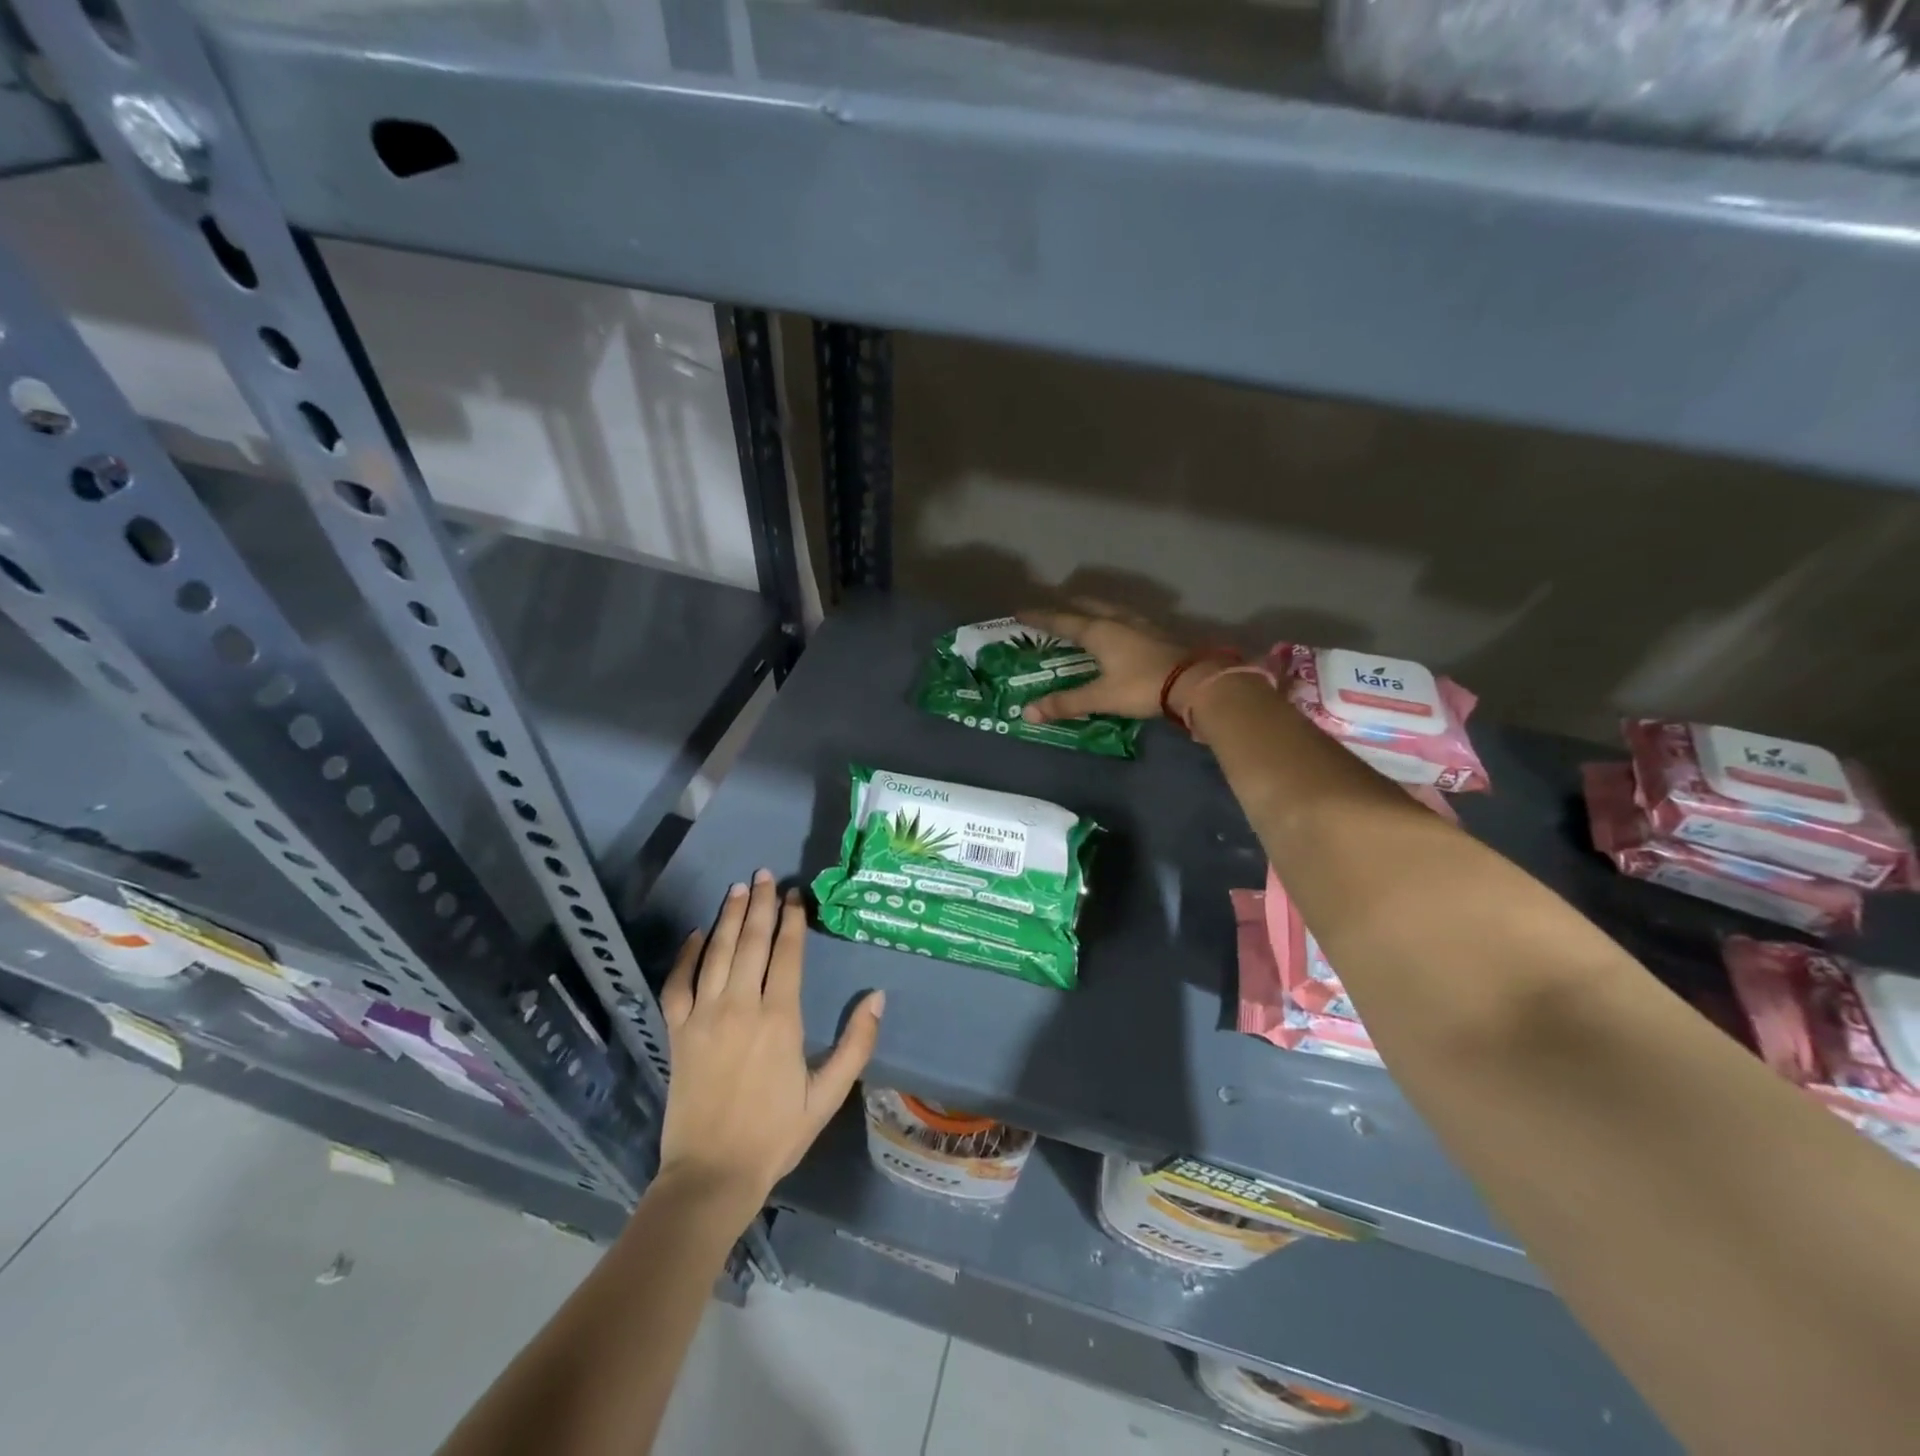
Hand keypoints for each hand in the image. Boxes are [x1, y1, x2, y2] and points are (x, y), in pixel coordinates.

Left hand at [656, 872, 883, 1216]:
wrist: (711, 1175)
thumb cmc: (775, 1135)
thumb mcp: (827, 1095)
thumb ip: (856, 1044)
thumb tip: (877, 996)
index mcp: (780, 1019)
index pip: (787, 954)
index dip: (792, 919)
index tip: (794, 893)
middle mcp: (740, 1007)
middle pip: (752, 942)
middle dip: (760, 905)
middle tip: (764, 874)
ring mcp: (704, 1017)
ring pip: (717, 953)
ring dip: (729, 918)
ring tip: (738, 889)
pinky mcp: (678, 1032)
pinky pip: (678, 983)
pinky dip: (686, 955)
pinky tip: (697, 934)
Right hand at [1018, 602, 1196, 724]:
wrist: (1194, 682)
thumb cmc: (1142, 686)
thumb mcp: (1101, 697)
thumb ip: (1065, 703)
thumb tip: (1028, 713)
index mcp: (1098, 631)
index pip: (1061, 620)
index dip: (1040, 618)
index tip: (1020, 613)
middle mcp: (1116, 620)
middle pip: (1086, 606)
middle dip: (1067, 606)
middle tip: (1052, 609)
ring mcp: (1140, 623)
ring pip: (1109, 608)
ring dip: (1092, 608)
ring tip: (1082, 613)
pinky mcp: (1157, 632)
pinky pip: (1126, 618)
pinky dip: (1112, 618)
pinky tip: (1117, 628)